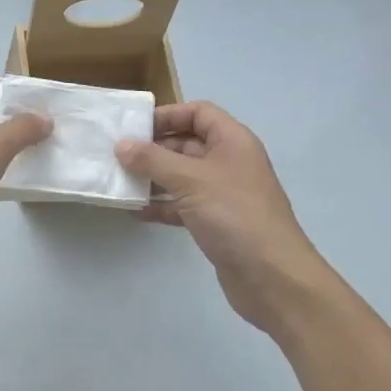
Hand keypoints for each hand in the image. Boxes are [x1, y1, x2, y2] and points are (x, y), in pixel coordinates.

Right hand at [116, 102, 327, 334]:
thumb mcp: (190, 180)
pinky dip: (162, 206)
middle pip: (187, 143)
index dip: (168, 115)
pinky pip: (183, 205)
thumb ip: (152, 160)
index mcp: (232, 141)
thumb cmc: (234, 215)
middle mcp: (229, 162)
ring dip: (153, 178)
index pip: (198, 112)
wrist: (273, 278)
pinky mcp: (217, 222)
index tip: (135, 128)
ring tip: (120, 182)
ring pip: (182, 176)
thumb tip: (121, 145)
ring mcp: (223, 194)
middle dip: (153, 149)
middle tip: (117, 156)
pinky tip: (136, 212)